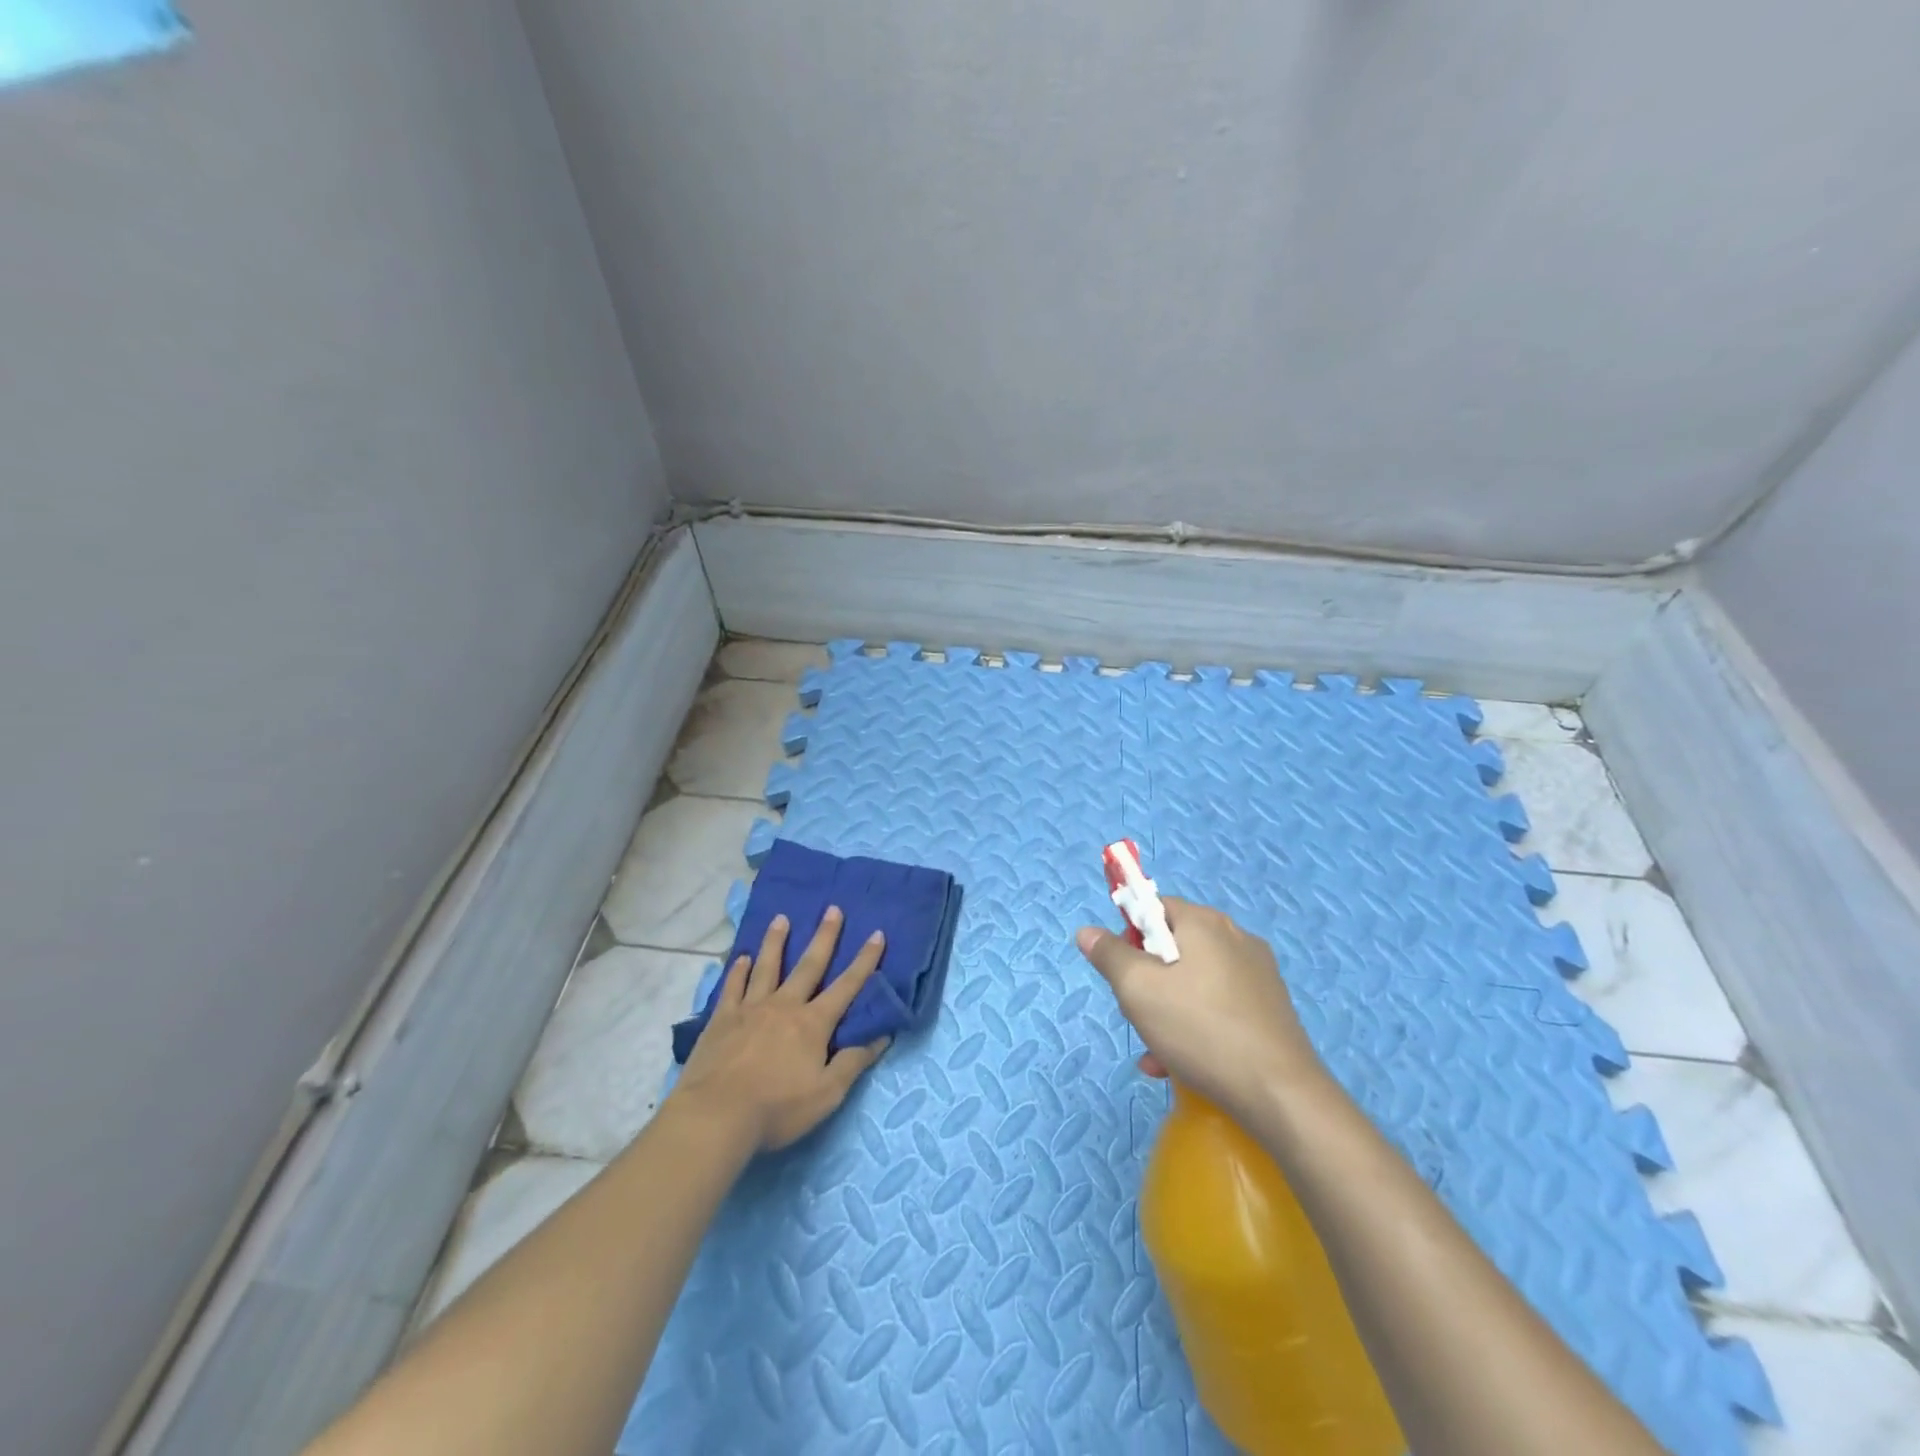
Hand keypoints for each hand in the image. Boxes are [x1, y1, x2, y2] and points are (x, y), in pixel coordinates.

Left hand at [672, 907, 890, 1150]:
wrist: (716, 1116)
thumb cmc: (777, 1108)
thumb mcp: (827, 1094)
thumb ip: (853, 1062)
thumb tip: (882, 1036)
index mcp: (813, 1023)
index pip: (846, 986)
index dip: (864, 961)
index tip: (876, 934)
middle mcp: (784, 1006)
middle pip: (808, 965)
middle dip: (824, 937)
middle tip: (832, 909)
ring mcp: (750, 1009)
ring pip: (767, 967)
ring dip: (776, 941)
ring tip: (781, 918)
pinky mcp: (721, 1019)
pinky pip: (732, 987)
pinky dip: (738, 970)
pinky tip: (742, 958)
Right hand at [1076, 897, 1326, 1120]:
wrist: (1281, 1095)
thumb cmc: (1200, 1030)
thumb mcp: (1137, 990)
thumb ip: (1109, 955)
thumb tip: (1087, 931)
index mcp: (1205, 923)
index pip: (1155, 908)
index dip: (1129, 935)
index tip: (1121, 973)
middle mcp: (1236, 938)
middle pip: (1173, 947)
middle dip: (1147, 981)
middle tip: (1137, 1015)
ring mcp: (1258, 975)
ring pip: (1194, 982)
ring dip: (1167, 1012)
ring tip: (1156, 1054)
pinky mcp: (1271, 1010)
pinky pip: (1219, 1007)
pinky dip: (1196, 1028)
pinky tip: (1182, 1066)